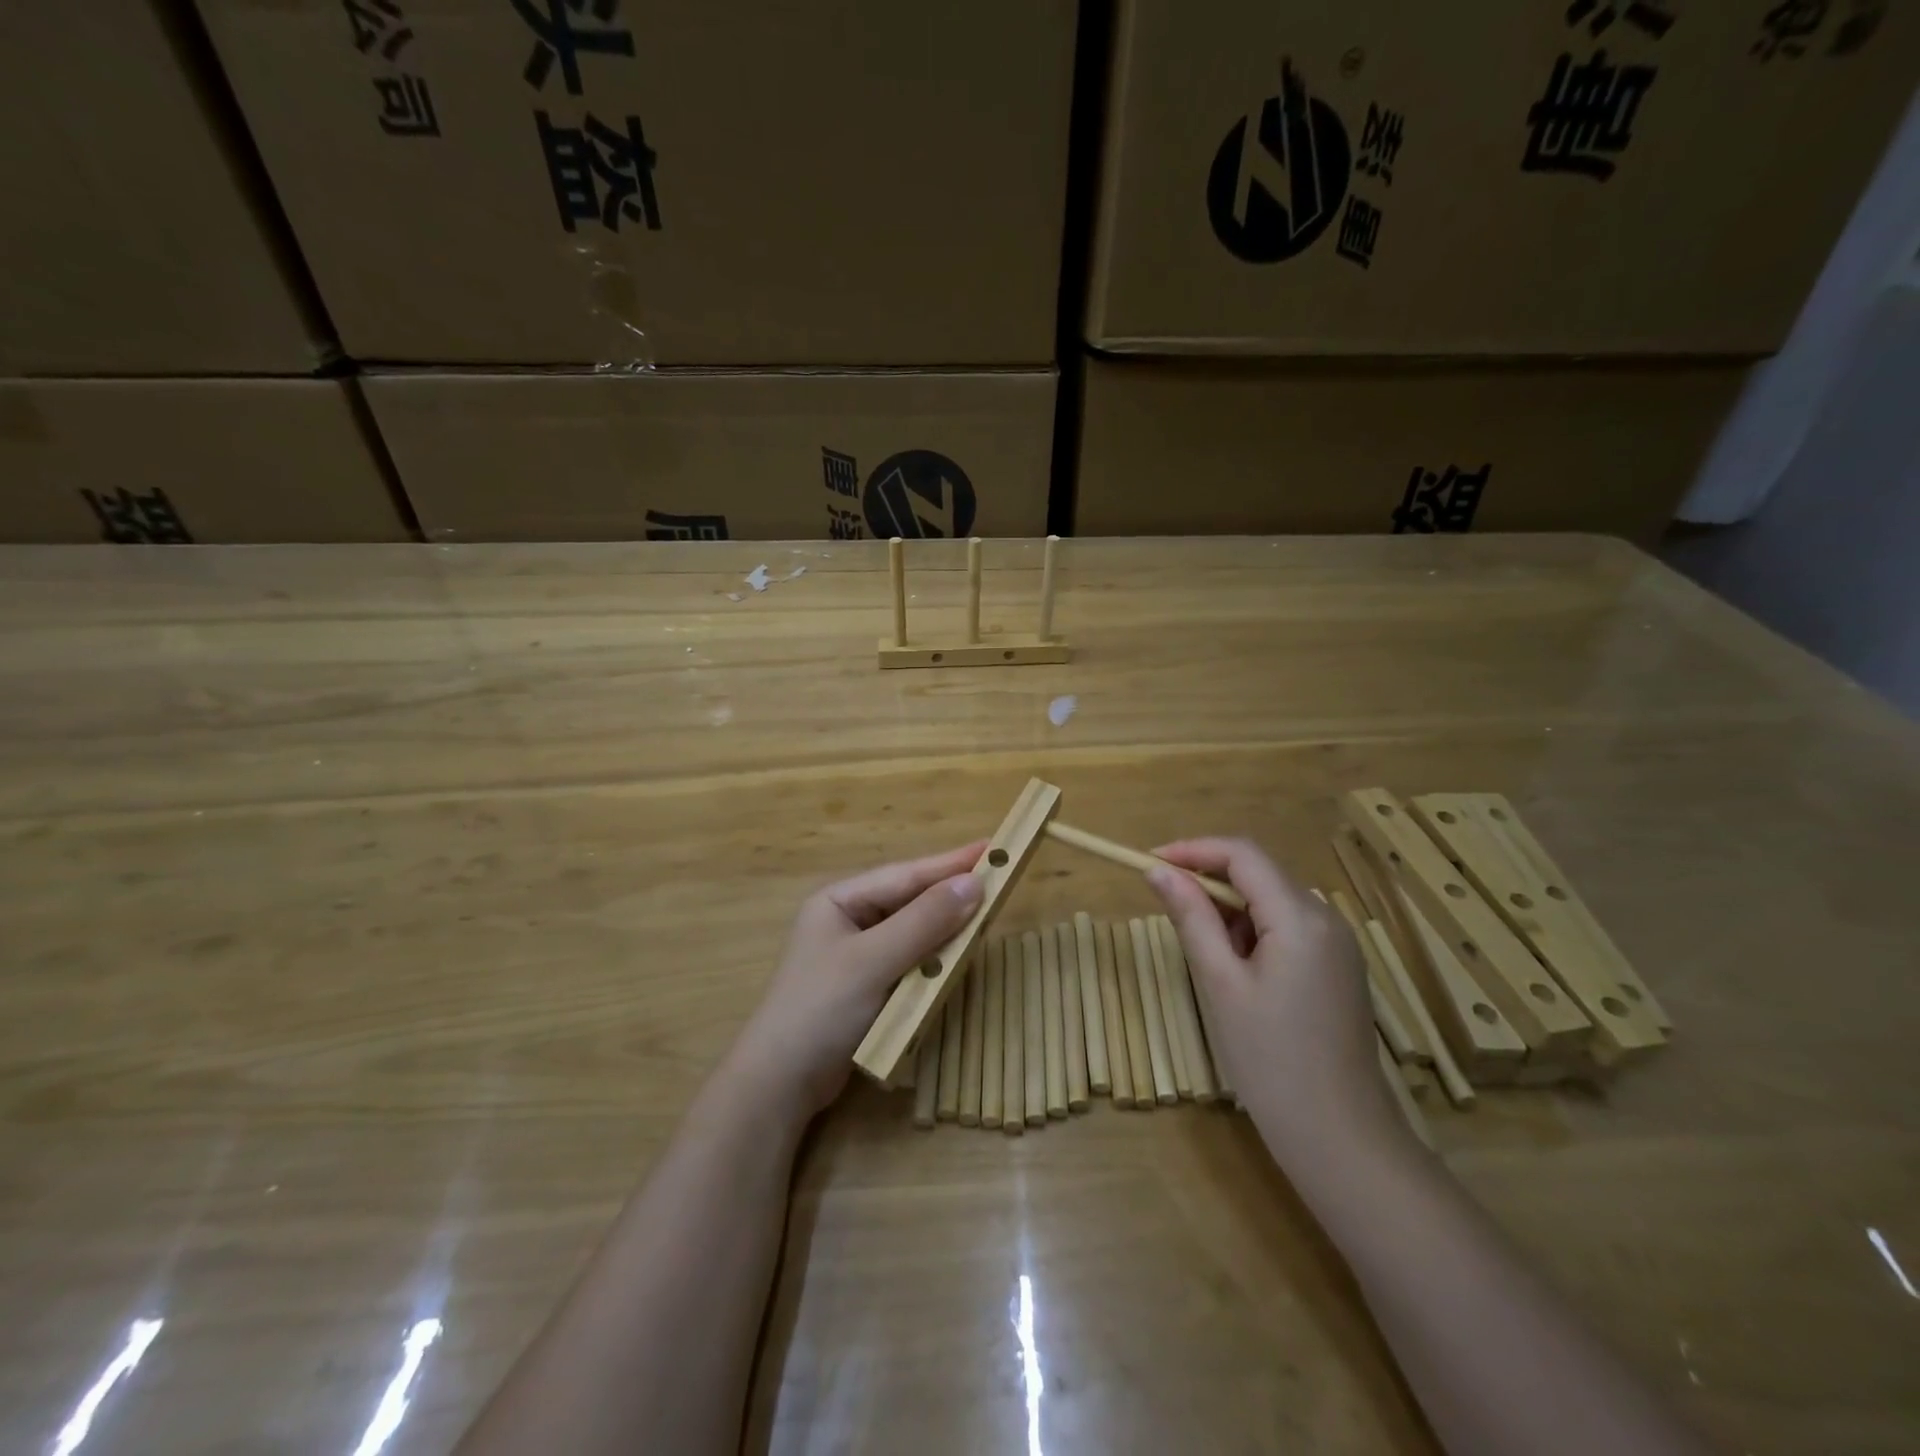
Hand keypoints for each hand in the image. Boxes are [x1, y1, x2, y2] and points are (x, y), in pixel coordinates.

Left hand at [732, 843, 985, 1116]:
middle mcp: (849, 920)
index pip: (905, 875)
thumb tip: (974, 882)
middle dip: (951, 895)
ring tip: (987, 915)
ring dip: (946, 929)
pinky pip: (909, 962)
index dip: (950, 863)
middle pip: (910, 901)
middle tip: (999, 881)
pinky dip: (934, 960)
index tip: (993, 848)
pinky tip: (959, 957)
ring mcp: (858, 955)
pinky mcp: (867, 987)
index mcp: (840, 901)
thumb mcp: (873, 960)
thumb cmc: (821, 1009)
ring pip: (913, 932)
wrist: (780, 1085)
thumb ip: (924, 921)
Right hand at [1147, 838, 1407, 1162]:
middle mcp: (1326, 918)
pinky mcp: (1337, 966)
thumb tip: (1159, 871)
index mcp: (1300, 917)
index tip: (1150, 863)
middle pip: (1259, 873)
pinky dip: (1252, 931)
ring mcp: (1338, 943)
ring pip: (1271, 900)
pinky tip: (1237, 971)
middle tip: (1167, 908)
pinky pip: (1287, 927)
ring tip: (1204, 955)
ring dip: (1229, 910)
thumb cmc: (1270, 1060)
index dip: (1193, 850)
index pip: (1243, 854)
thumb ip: (1191, 918)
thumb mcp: (1221, 984)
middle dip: (1209, 881)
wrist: (1341, 1138)